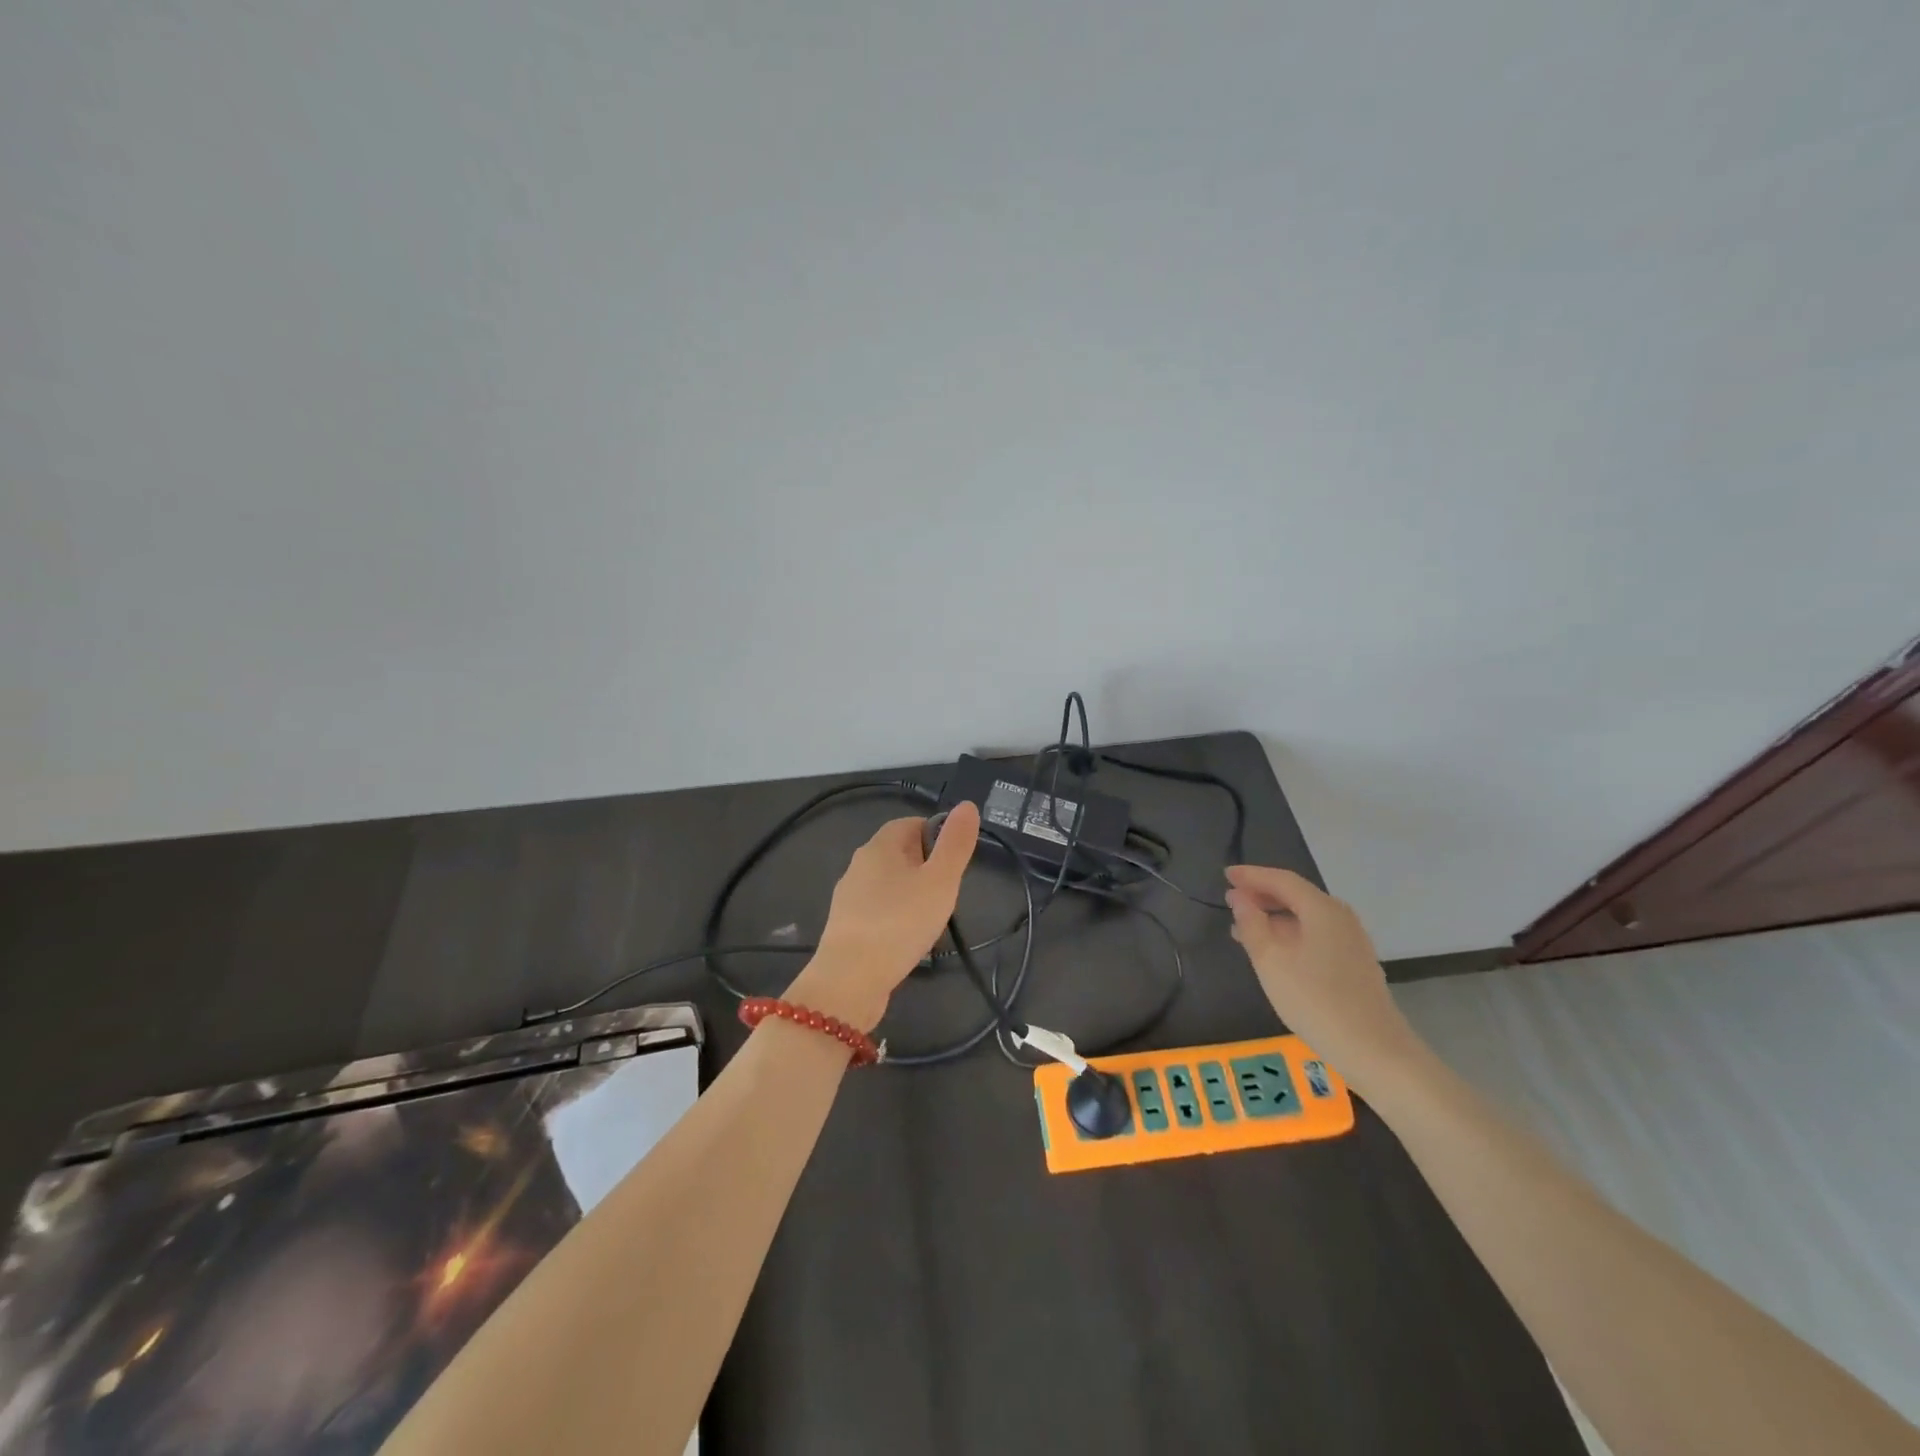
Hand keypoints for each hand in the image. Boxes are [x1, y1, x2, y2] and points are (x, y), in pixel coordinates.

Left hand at [791, 802, 981, 1031]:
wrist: (850, 979)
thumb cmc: (900, 923)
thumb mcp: (940, 881)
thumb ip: (955, 844)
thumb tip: (967, 805)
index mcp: (880, 845)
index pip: (912, 823)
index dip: (937, 835)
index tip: (955, 863)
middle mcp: (859, 864)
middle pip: (900, 853)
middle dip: (926, 867)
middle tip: (948, 893)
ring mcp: (849, 896)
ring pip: (889, 883)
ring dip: (912, 894)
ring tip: (932, 919)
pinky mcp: (846, 925)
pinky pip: (878, 909)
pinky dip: (896, 917)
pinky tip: (908, 939)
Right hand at [1223, 864, 1418, 1084]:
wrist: (1374, 1050)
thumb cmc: (1315, 1000)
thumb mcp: (1271, 960)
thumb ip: (1251, 924)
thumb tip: (1239, 897)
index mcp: (1322, 909)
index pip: (1282, 880)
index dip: (1252, 875)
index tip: (1225, 875)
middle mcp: (1340, 917)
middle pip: (1297, 895)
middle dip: (1262, 895)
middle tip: (1232, 899)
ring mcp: (1351, 941)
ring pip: (1306, 917)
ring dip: (1274, 917)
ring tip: (1244, 928)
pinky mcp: (1353, 963)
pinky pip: (1315, 934)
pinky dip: (1290, 934)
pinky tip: (1274, 952)